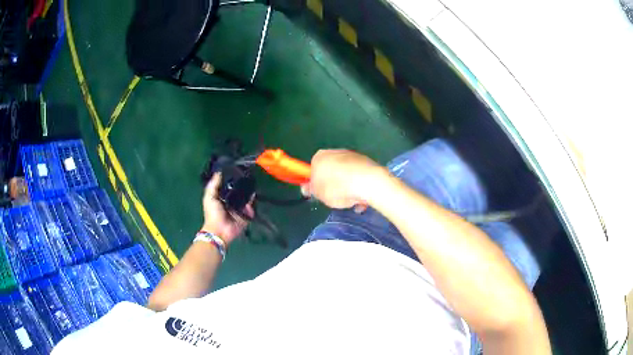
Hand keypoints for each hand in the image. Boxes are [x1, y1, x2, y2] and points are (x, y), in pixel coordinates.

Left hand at [201, 173, 253, 244]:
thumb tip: (219, 172)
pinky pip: (252, 208)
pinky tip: (252, 197)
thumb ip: (213, 185)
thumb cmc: (212, 214)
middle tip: (248, 177)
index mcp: (223, 197)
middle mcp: (232, 202)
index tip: (238, 170)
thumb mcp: (209, 197)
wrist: (219, 230)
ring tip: (253, 185)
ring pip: (247, 199)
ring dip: (249, 193)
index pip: (230, 186)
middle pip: (240, 192)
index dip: (233, 179)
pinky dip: (252, 204)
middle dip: (244, 186)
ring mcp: (240, 209)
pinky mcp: (246, 215)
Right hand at [301, 149, 388, 209]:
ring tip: (351, 201)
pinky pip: (358, 176)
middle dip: (333, 184)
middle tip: (335, 198)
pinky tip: (362, 198)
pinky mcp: (366, 161)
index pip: (313, 169)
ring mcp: (352, 155)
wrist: (367, 182)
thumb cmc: (337, 188)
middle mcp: (335, 152)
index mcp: (319, 157)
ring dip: (347, 187)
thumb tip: (307, 188)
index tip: (320, 193)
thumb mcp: (319, 194)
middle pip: (331, 170)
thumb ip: (312, 190)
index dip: (316, 182)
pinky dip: (359, 186)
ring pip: (346, 174)